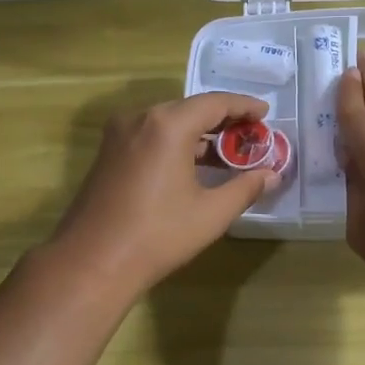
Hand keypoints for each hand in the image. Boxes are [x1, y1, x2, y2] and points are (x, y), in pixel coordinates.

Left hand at [47, 91, 277, 296]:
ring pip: (168, 122)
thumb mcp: (211, 213)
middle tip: (251, 135)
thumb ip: (245, 188)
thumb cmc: (158, 235)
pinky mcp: (108, 153)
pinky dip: (175, 143)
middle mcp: (140, 118)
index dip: (244, 106)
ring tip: (227, 152)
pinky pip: (150, 136)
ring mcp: (119, 135)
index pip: (215, 102)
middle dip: (223, 120)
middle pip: (190, 108)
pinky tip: (193, 165)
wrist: (92, 262)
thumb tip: (272, 175)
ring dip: (199, 133)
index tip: (266, 114)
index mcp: (168, 125)